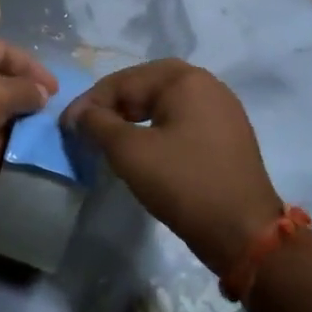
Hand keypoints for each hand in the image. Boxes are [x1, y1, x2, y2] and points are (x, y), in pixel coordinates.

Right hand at [64, 60, 281, 276]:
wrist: (244, 232)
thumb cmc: (183, 184)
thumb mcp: (129, 152)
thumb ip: (97, 124)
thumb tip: (79, 115)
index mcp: (185, 79)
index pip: (123, 81)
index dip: (90, 103)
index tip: (67, 128)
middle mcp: (207, 84)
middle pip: (145, 86)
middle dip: (112, 107)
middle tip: (87, 130)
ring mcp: (222, 109)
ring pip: (163, 104)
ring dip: (132, 118)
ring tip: (109, 141)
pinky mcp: (227, 135)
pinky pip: (181, 120)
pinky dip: (156, 129)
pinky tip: (143, 150)